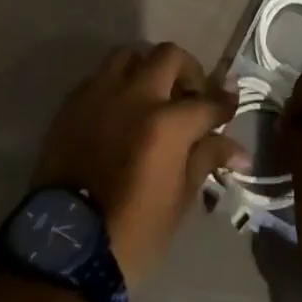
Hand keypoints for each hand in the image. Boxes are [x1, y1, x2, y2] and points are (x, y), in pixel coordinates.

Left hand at [33, 42, 246, 286]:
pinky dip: (119, 83)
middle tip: (191, 97)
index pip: (208, 101)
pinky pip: (102, 75)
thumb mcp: (180, 200)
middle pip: (170, 56)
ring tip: (153, 95)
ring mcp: (100, 94)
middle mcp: (135, 96)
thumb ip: (206, 158)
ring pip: (131, 54)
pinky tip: (122, 110)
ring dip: (149, 68)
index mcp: (166, 124)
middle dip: (189, 72)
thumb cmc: (133, 232)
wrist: (65, 247)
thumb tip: (236, 148)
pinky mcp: (73, 103)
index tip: (230, 105)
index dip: (225, 103)